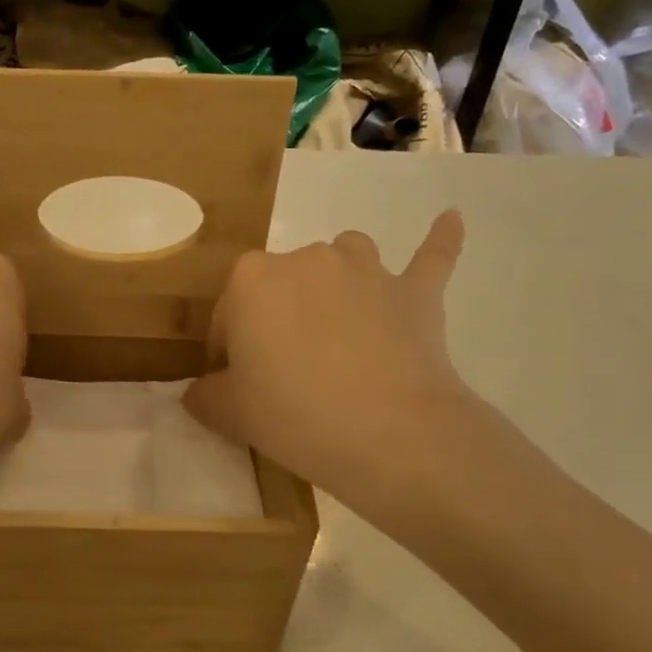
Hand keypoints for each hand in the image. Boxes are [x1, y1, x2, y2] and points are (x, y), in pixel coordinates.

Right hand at [184, 211, 481, 511]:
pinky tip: (451, 218)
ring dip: (337, 279)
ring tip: (340, 319)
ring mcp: (365, 270)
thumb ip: (206, 396)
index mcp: (251, 280)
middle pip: (281, 285)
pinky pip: (431, 256)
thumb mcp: (230, 413)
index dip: (228, 352)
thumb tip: (200, 392)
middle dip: (278, 319)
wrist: (389, 433)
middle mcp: (305, 259)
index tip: (237, 387)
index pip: (227, 314)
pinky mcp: (414, 292)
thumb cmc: (294, 415)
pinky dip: (440, 240)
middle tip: (286, 373)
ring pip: (343, 256)